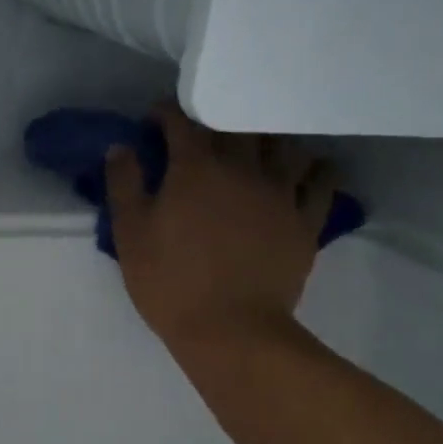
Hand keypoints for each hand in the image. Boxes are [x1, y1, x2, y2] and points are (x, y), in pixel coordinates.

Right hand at [106, 102, 334, 352]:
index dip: (167, 113)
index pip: (183, 120)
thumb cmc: (170, 283)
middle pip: (238, 122)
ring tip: (257, 147)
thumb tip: (120, 147)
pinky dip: (316, 169)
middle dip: (218, 118)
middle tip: (206, 132)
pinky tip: (307, 170)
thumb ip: (124, 184)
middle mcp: (243, 167)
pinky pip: (322, 181)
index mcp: (196, 168)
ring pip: (285, 143)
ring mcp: (281, 192)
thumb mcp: (130, 235)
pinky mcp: (307, 220)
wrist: (230, 330)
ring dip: (268, 137)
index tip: (156, 120)